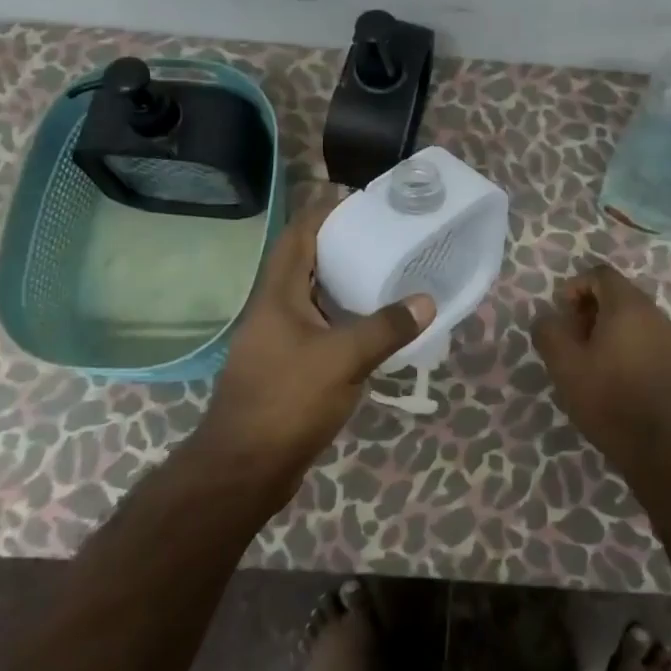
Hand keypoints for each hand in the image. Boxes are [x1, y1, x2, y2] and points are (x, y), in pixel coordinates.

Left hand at [197, 193, 433, 496]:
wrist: (244, 468)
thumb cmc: (287, 401)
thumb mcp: (343, 359)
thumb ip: (386, 328)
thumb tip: (426, 301)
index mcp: (278, 294)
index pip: (298, 234)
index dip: (325, 212)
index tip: (361, 202)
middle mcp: (274, 309)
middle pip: (306, 261)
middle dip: (342, 245)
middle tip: (384, 237)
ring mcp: (277, 339)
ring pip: (313, 297)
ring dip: (344, 284)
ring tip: (385, 274)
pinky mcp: (286, 366)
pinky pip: (318, 327)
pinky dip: (343, 318)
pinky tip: (372, 326)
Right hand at [531, 263, 670, 474]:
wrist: (663, 448)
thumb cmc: (609, 399)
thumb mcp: (565, 365)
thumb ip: (549, 332)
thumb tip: (547, 318)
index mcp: (628, 305)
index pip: (600, 274)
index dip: (575, 287)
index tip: (561, 316)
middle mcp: (654, 313)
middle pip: (617, 294)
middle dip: (589, 310)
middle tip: (571, 340)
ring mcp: (670, 338)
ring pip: (632, 318)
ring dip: (607, 329)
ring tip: (589, 361)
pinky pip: (646, 338)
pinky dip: (626, 345)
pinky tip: (614, 377)